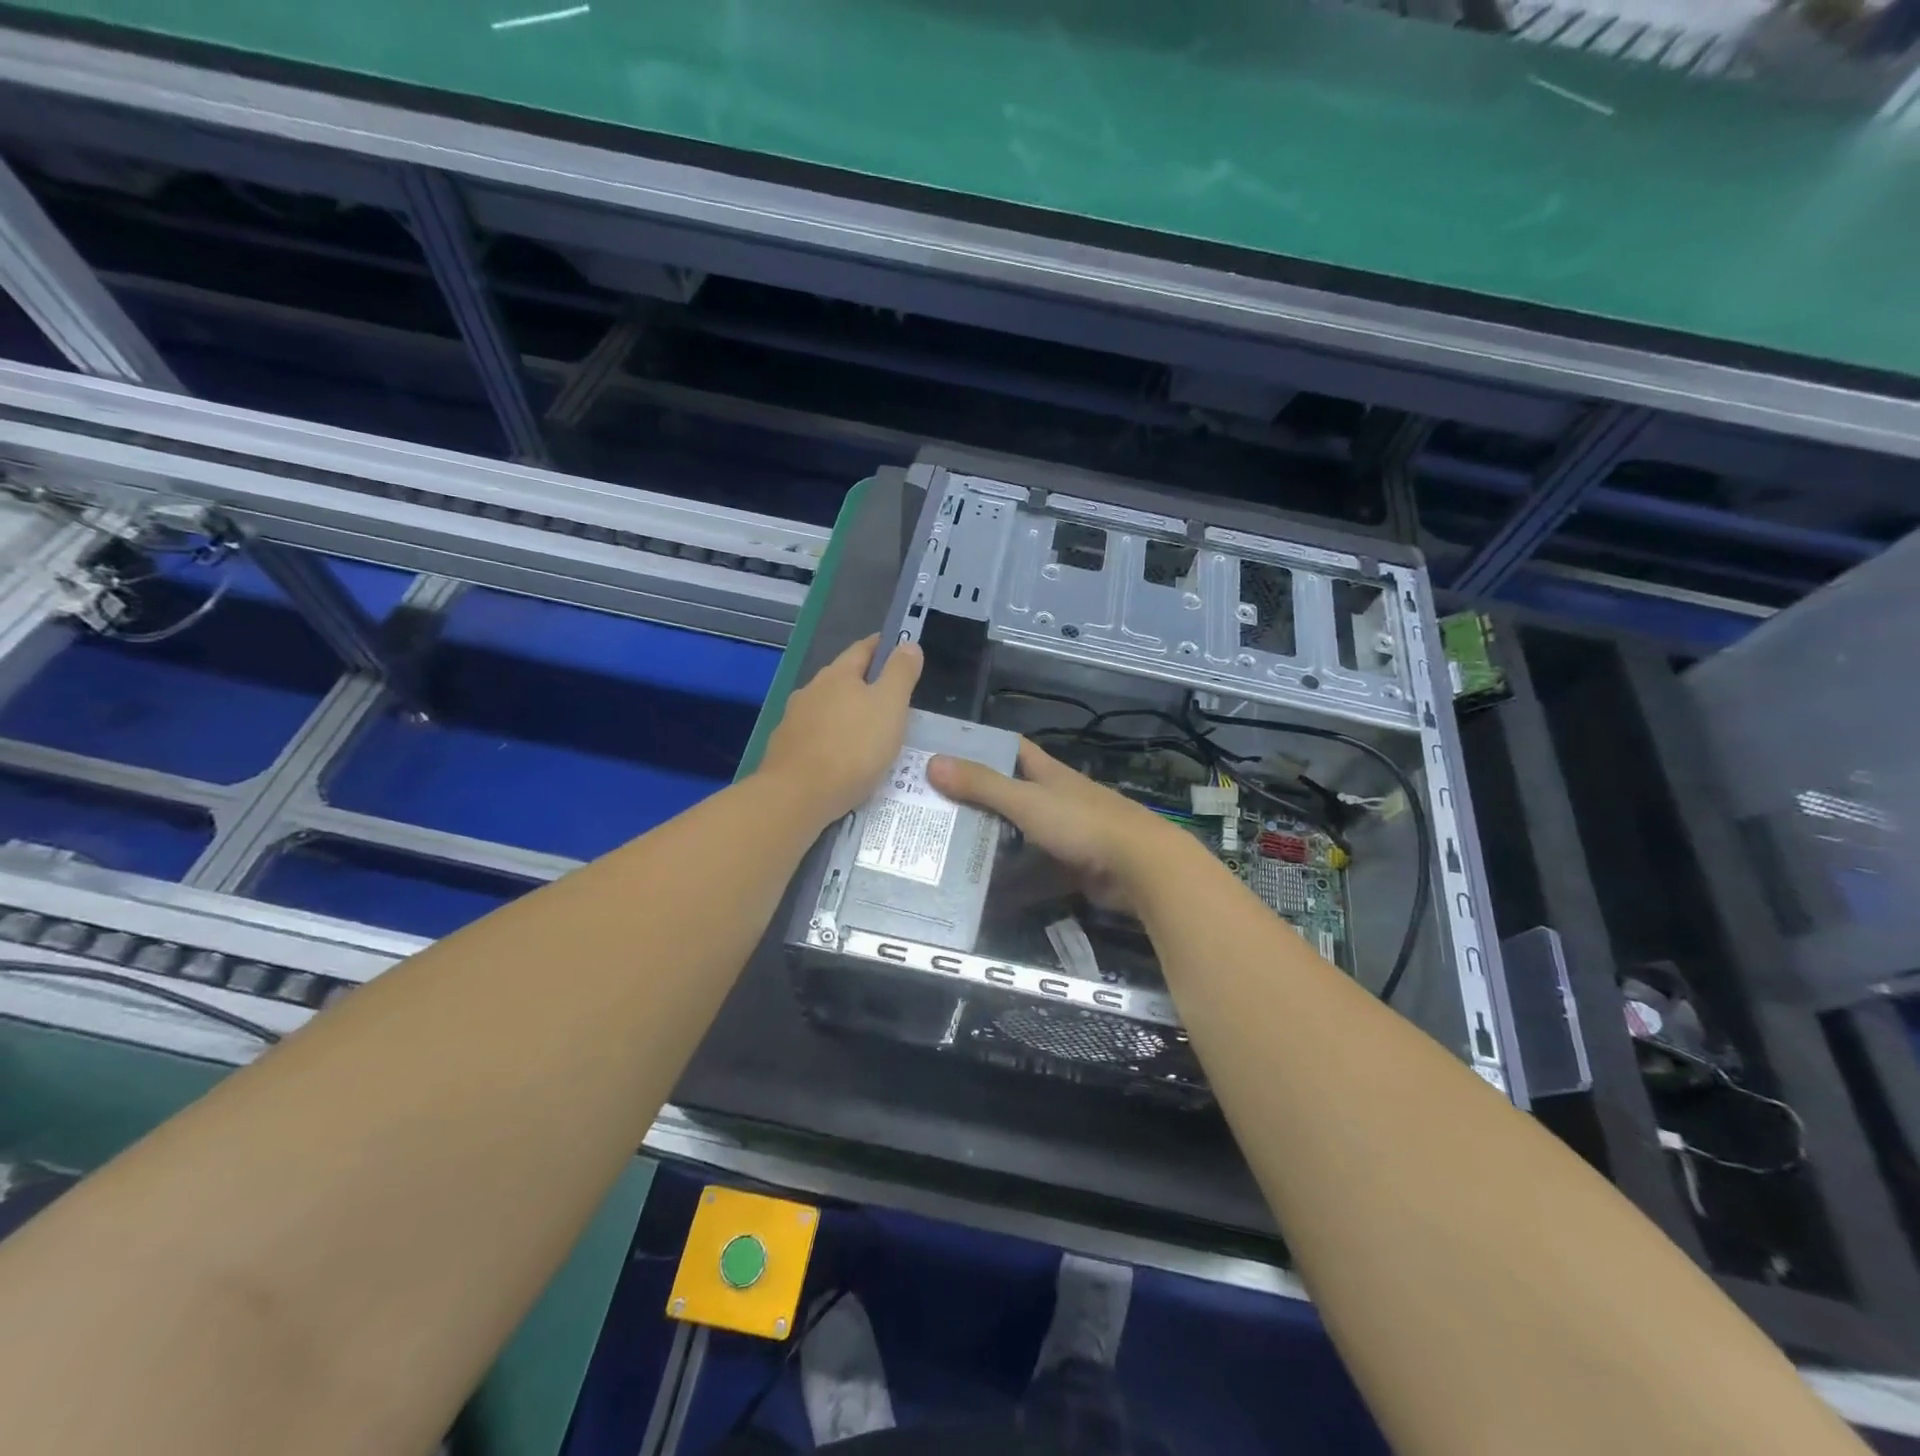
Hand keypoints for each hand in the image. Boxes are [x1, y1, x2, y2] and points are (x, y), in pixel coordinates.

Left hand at [757, 635, 921, 826]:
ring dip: (847, 714)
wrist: (798, 796)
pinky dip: (833, 740)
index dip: (884, 647)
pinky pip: (817, 736)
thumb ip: (901, 673)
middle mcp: (811, 690)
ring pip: (827, 708)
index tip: (901, 651)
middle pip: (843, 678)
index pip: (863, 648)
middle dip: (865, 684)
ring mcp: (793, 720)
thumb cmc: (853, 747)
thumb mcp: (890, 706)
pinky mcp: (786, 749)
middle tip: (892, 699)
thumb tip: (908, 644)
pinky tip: (843, 757)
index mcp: (838, 674)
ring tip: (869, 732)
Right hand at [927, 738, 1192, 911]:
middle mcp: (1056, 799)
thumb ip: (982, 785)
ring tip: (948, 848)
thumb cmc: (1082, 823)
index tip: (945, 752)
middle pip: (1011, 793)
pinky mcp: (1073, 867)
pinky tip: (984, 886)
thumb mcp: (1026, 801)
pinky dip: (1014, 878)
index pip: (1011, 749)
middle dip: (977, 799)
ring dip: (993, 840)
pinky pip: (1035, 870)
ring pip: (1021, 834)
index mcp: (1048, 774)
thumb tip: (932, 762)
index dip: (982, 746)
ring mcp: (1067, 834)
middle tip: (934, 808)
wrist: (1140, 867)